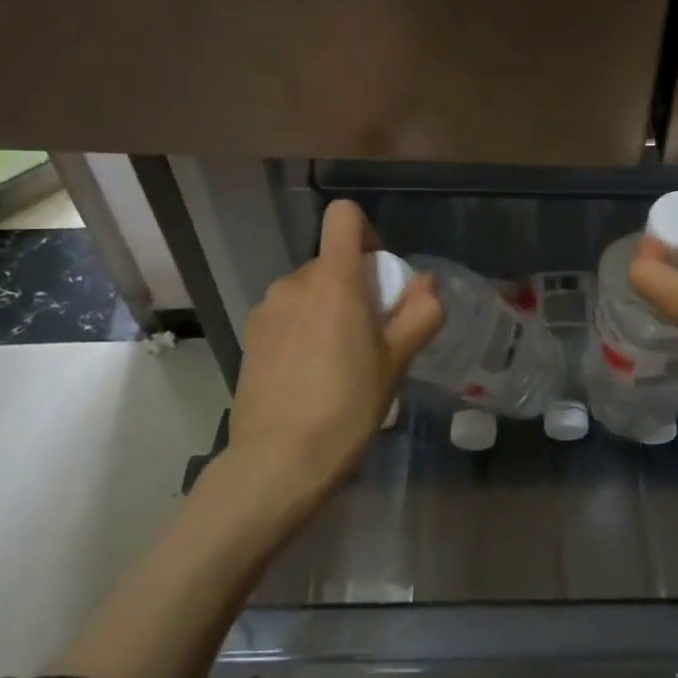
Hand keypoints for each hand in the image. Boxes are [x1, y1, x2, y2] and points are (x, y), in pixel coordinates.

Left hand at [224, 199, 442, 519]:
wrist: (278, 461)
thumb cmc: (348, 405)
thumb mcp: (397, 362)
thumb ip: (420, 313)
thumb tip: (426, 283)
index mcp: (334, 280)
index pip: (344, 216)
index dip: (367, 233)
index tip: (380, 274)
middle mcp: (294, 283)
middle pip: (331, 261)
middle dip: (354, 285)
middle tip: (371, 336)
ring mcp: (267, 309)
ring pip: (308, 291)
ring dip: (327, 309)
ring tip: (339, 361)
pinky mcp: (250, 337)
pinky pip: (287, 315)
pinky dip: (304, 329)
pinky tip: (309, 375)